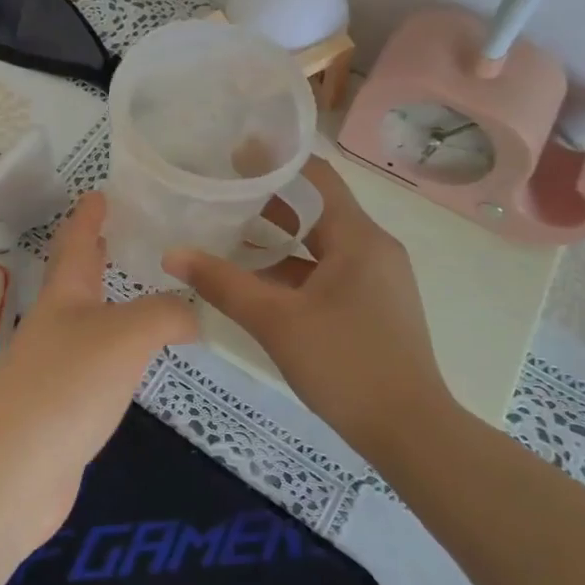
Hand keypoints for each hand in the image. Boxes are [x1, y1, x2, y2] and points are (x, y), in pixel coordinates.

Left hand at [0, 192, 196, 531]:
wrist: (14, 471)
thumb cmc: (67, 384)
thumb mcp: (126, 335)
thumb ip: (166, 314)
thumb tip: (194, 313)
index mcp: (65, 295)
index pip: (77, 241)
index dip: (89, 215)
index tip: (101, 191)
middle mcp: (57, 323)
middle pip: (76, 278)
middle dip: (97, 253)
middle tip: (124, 232)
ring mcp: (57, 367)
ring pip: (89, 321)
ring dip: (111, 301)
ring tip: (143, 291)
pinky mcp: (64, 406)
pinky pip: (98, 364)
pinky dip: (120, 350)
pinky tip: (138, 359)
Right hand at [163, 158, 456, 460]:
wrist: (411, 433)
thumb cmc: (345, 365)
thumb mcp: (276, 322)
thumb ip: (224, 283)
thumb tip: (172, 253)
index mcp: (359, 238)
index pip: (317, 177)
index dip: (276, 161)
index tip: (234, 151)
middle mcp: (373, 248)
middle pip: (317, 208)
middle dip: (270, 198)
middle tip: (222, 189)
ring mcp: (377, 279)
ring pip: (322, 243)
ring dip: (280, 236)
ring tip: (230, 229)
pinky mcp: (375, 305)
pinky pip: (329, 271)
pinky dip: (295, 268)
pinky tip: (259, 279)